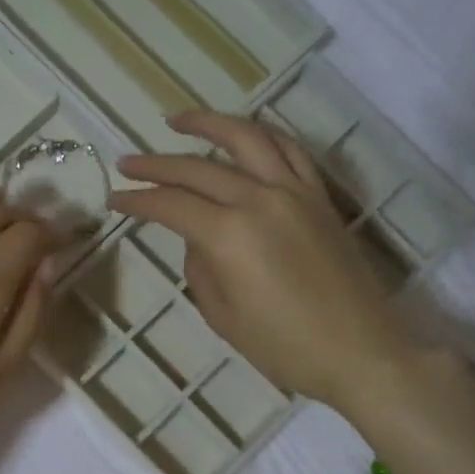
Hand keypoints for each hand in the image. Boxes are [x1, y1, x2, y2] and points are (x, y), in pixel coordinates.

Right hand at [110, 112, 409, 409]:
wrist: (360, 352)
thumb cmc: (285, 347)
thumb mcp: (224, 317)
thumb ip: (201, 269)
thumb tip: (197, 240)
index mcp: (230, 235)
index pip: (171, 205)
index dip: (138, 200)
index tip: (114, 198)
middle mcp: (260, 200)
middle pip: (199, 168)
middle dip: (157, 164)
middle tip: (127, 162)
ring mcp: (295, 192)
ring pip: (247, 139)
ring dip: (209, 124)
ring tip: (178, 121)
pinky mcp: (320, 197)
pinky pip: (288, 151)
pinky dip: (260, 136)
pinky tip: (242, 136)